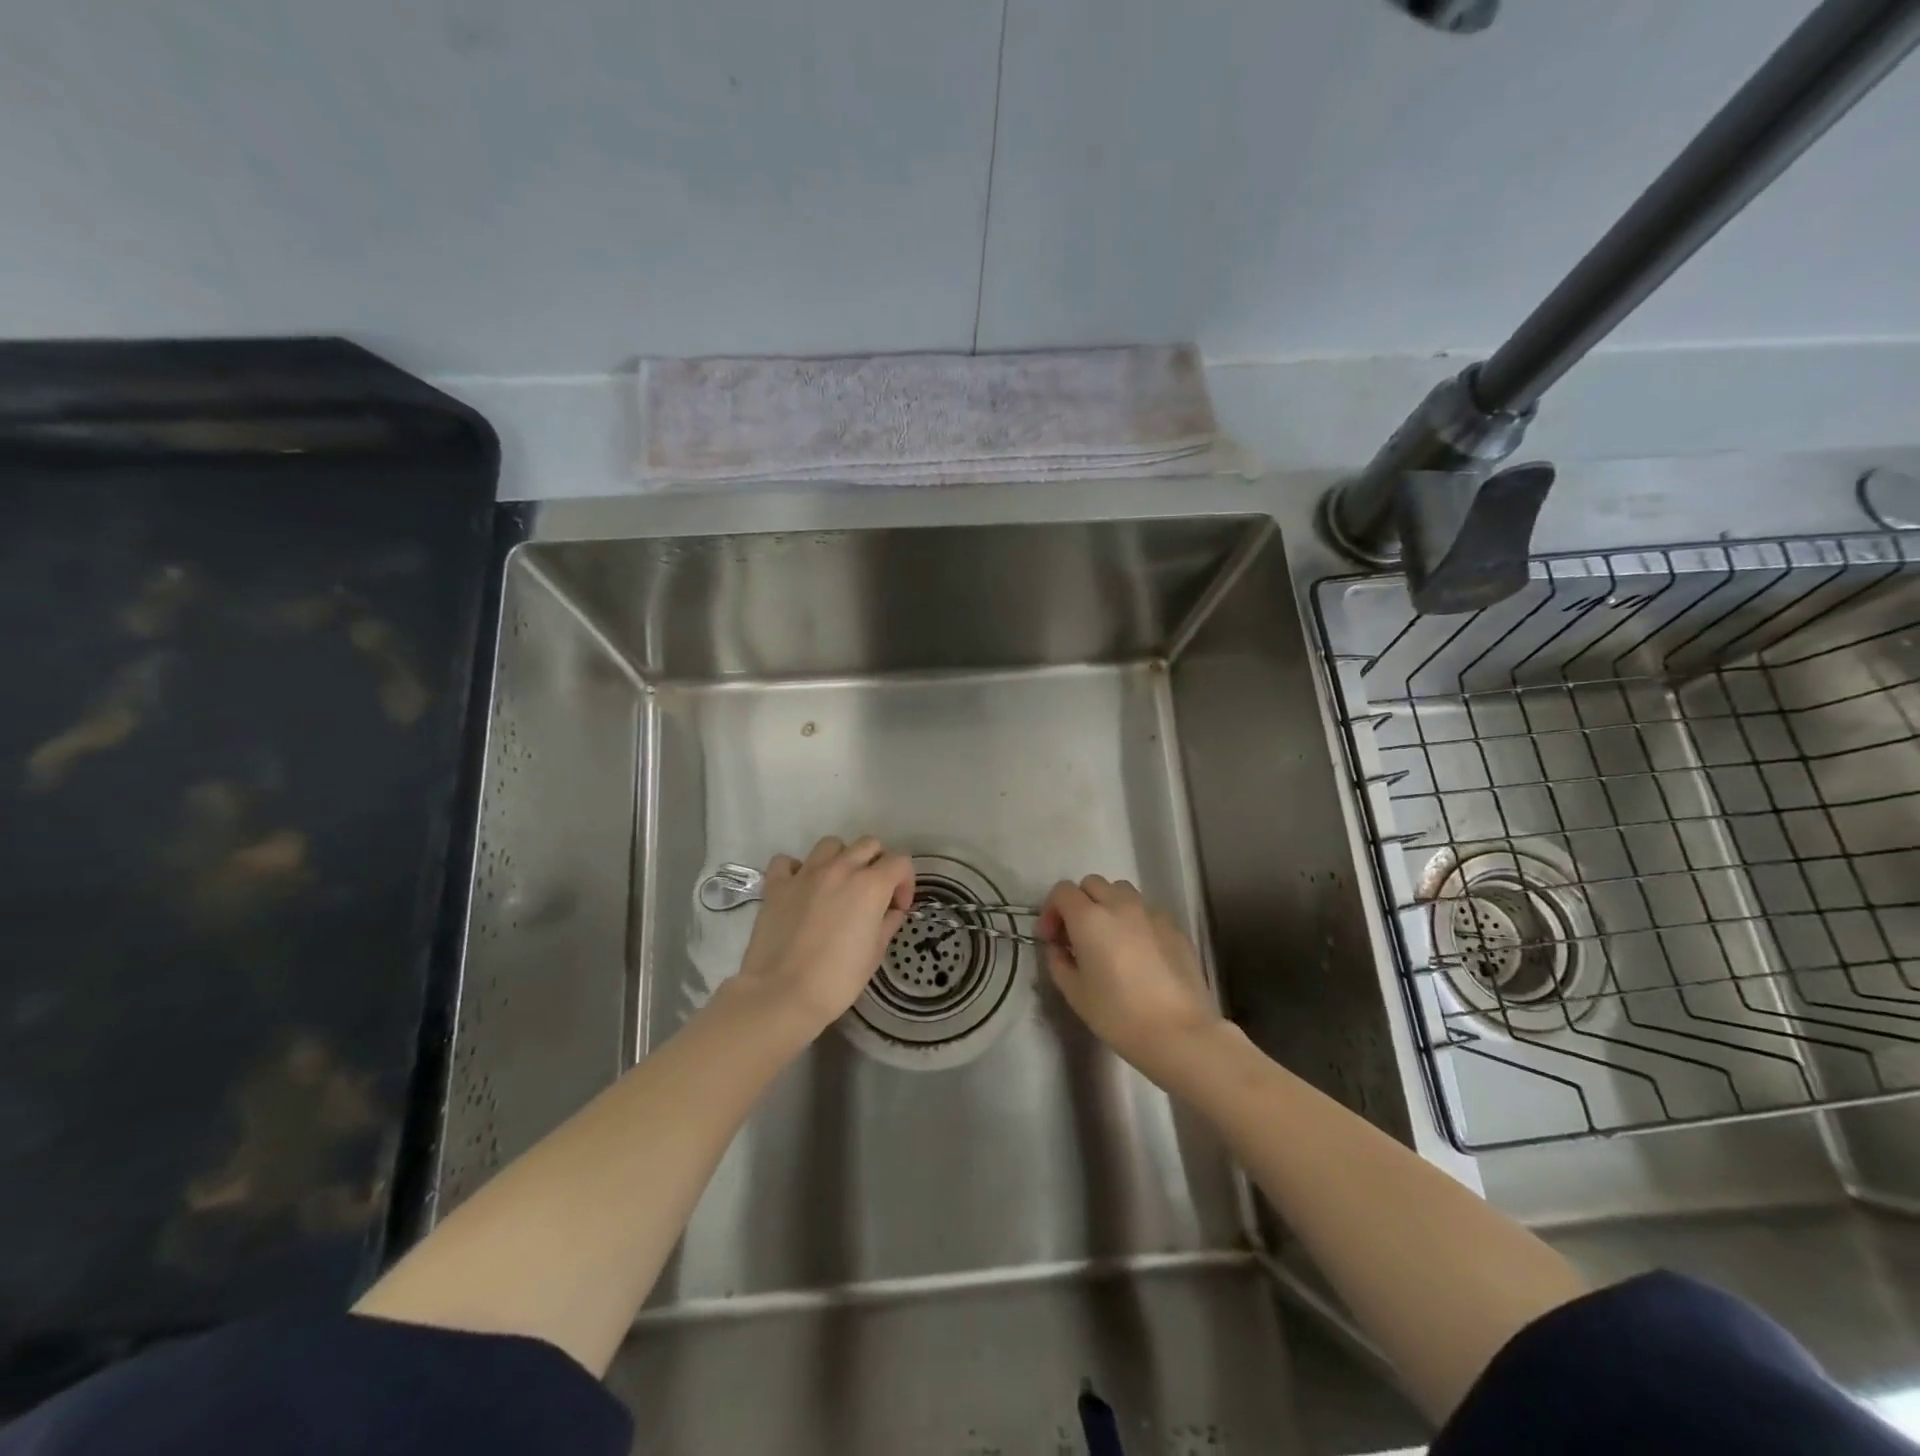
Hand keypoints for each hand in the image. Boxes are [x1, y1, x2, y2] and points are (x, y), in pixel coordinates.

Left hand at [734, 836, 914, 1035]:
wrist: (783, 994)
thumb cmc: (838, 979)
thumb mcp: (875, 953)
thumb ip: (888, 922)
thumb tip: (891, 910)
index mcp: (870, 885)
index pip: (900, 862)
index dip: (905, 883)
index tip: (897, 907)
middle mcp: (840, 869)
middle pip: (868, 845)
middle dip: (877, 864)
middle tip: (871, 893)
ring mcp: (805, 873)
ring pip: (831, 845)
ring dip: (840, 859)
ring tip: (837, 885)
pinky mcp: (776, 885)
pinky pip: (787, 861)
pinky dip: (796, 869)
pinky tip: (800, 888)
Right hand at [1037, 875, 1222, 1083]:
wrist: (1179, 1033)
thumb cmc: (1119, 1015)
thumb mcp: (1075, 993)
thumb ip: (1059, 961)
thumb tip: (1059, 947)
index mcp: (1090, 918)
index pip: (1062, 891)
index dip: (1051, 910)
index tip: (1052, 938)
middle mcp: (1120, 905)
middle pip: (1092, 884)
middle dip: (1079, 903)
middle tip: (1077, 936)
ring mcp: (1151, 913)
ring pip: (1121, 891)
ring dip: (1108, 905)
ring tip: (1109, 938)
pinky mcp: (1174, 927)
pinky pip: (1146, 910)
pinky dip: (1134, 920)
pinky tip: (1138, 952)